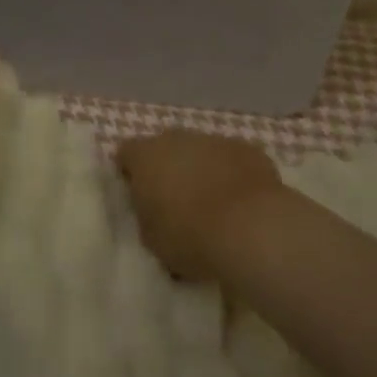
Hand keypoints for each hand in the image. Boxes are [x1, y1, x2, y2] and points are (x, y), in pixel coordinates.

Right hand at [115, 129, 287, 283]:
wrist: (251, 230)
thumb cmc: (189, 236)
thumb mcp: (151, 238)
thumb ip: (146, 216)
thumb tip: (154, 211)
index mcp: (145, 156)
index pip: (126, 154)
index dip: (130, 174)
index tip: (137, 197)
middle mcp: (176, 139)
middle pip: (165, 148)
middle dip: (167, 169)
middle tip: (175, 202)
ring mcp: (215, 140)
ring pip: (200, 151)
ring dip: (201, 170)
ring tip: (212, 205)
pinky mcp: (249, 149)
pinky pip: (232, 159)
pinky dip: (232, 174)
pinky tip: (241, 203)